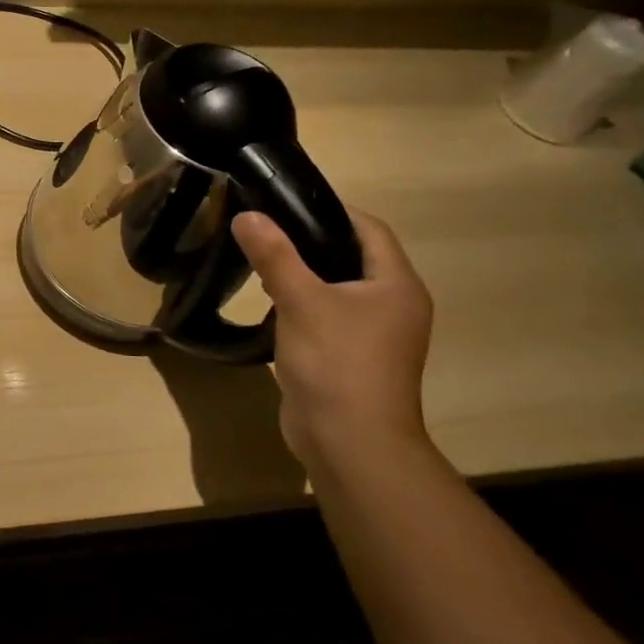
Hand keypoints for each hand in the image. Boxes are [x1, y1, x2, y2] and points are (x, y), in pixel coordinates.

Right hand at [232, 208, 433, 467]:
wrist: (350, 442)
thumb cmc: (336, 362)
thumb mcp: (301, 301)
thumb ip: (274, 255)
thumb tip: (248, 215)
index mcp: (396, 285)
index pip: (369, 229)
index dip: (330, 210)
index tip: (284, 202)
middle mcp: (394, 305)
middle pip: (353, 257)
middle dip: (311, 241)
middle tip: (265, 229)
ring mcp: (375, 335)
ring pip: (339, 288)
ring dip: (305, 274)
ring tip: (262, 261)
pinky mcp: (352, 357)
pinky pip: (329, 316)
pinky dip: (303, 303)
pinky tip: (272, 304)